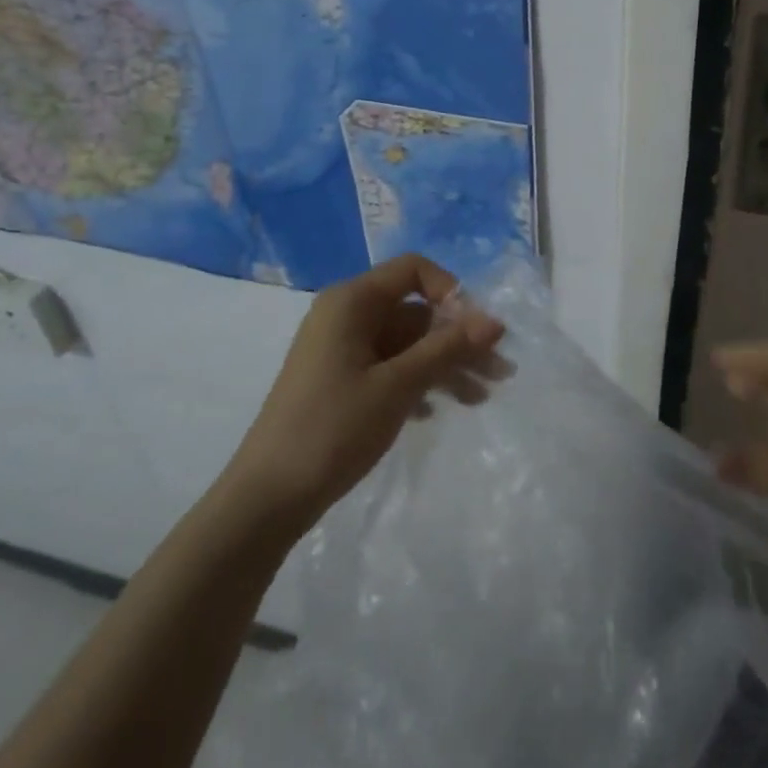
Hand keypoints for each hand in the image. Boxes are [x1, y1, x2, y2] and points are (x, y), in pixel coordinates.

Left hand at [225, 254, 504, 538]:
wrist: (268, 497)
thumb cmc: (333, 428)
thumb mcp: (398, 386)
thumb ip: (447, 349)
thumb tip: (496, 321)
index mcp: (352, 301)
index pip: (413, 270)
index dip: (451, 292)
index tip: (477, 330)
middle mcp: (346, 315)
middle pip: (414, 311)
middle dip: (457, 339)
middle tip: (499, 373)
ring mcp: (341, 349)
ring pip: (406, 343)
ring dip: (444, 364)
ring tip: (481, 398)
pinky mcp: (340, 380)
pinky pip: (389, 367)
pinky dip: (417, 382)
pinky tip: (437, 410)